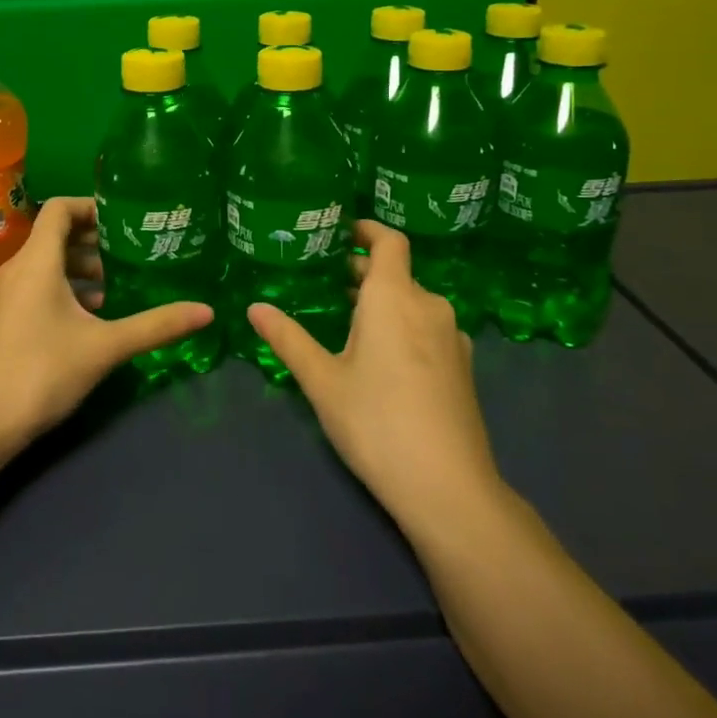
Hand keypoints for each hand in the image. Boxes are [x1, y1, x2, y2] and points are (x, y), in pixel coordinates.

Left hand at [0, 196, 213, 451]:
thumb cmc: (41, 372)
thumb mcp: (105, 346)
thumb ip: (155, 326)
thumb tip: (207, 312)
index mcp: (37, 261)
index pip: (60, 208)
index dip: (93, 206)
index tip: (127, 219)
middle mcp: (18, 269)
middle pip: (56, 234)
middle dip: (95, 238)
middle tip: (133, 250)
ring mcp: (9, 295)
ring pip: (49, 262)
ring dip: (83, 265)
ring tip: (118, 283)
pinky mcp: (7, 318)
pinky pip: (40, 284)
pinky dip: (67, 287)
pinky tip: (94, 314)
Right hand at [247, 220, 499, 533]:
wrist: (449, 488)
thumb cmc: (377, 423)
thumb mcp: (322, 381)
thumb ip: (288, 339)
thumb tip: (254, 307)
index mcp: (395, 297)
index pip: (389, 241)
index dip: (367, 229)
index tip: (341, 231)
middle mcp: (429, 306)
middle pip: (397, 273)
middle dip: (363, 272)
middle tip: (325, 281)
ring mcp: (452, 337)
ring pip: (412, 303)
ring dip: (382, 302)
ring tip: (347, 320)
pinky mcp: (462, 366)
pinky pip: (427, 328)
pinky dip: (402, 326)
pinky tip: (382, 358)